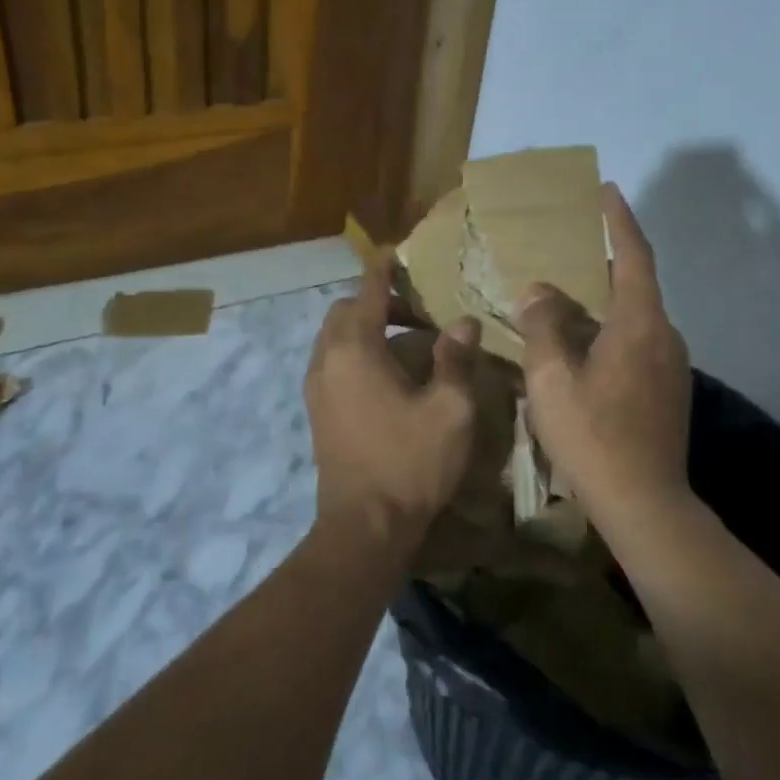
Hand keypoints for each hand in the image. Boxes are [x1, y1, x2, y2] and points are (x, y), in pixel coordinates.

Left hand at [304, 258, 482, 554]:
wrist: (363, 526)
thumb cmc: (410, 462)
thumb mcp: (449, 409)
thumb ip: (455, 358)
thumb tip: (463, 321)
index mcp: (355, 349)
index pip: (367, 291)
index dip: (383, 269)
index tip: (396, 253)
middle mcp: (327, 360)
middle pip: (343, 311)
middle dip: (375, 302)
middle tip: (416, 314)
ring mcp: (316, 387)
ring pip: (334, 338)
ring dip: (363, 328)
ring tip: (403, 343)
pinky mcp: (316, 410)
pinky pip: (331, 362)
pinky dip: (354, 352)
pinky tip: (385, 376)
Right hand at [514, 183, 691, 511]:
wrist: (644, 503)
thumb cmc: (592, 434)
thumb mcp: (551, 377)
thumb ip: (543, 325)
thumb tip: (539, 292)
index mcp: (640, 324)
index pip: (634, 256)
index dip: (620, 221)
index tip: (607, 191)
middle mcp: (665, 337)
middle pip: (636, 286)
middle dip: (605, 264)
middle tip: (569, 252)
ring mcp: (672, 367)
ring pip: (636, 319)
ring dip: (605, 304)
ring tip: (566, 303)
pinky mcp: (669, 392)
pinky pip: (638, 344)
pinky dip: (611, 332)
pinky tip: (583, 350)